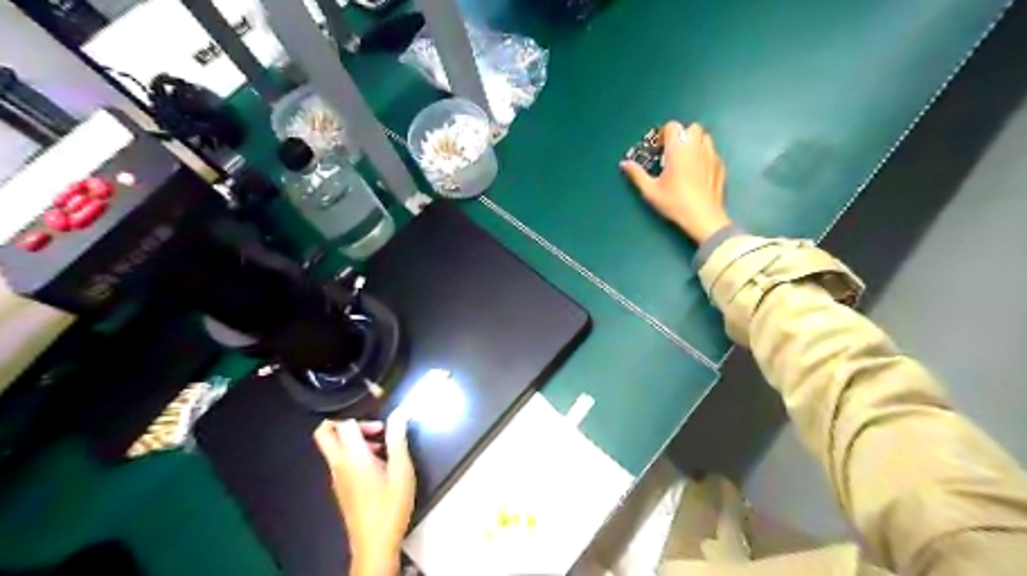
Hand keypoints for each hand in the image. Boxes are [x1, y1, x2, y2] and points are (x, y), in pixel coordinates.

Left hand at [315, 413, 413, 575]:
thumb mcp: (402, 468)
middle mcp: (339, 465)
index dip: (360, 414)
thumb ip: (397, 438)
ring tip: (383, 447)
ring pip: (334, 447)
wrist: (375, 543)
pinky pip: (341, 461)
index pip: (343, 424)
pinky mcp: (341, 488)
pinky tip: (379, 465)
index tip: (381, 421)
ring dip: (354, 440)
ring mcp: (337, 478)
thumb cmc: (391, 505)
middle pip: (325, 433)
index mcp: (353, 457)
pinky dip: (355, 454)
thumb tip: (399, 414)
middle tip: (372, 427)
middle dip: (345, 422)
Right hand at [621, 121, 734, 243]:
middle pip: (691, 128)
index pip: (672, 126)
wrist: (703, 217)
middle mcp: (697, 147)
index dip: (664, 134)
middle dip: (682, 136)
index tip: (658, 149)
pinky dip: (704, 156)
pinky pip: (712, 152)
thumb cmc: (674, 203)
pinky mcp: (721, 166)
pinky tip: (698, 173)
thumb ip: (637, 174)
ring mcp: (712, 155)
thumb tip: (624, 163)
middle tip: (673, 153)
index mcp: (678, 149)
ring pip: (705, 138)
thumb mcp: (650, 191)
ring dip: (695, 143)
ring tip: (686, 160)